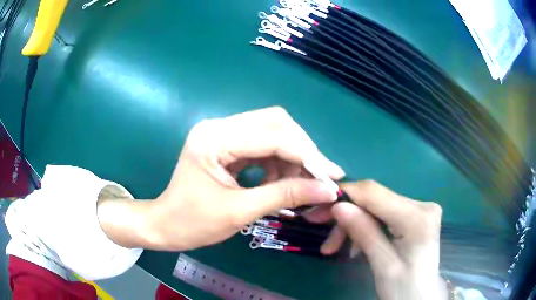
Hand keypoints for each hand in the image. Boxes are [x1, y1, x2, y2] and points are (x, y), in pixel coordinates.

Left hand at [98, 107, 343, 250]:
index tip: (333, 175)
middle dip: (303, 151)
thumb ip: (285, 196)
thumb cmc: (193, 223)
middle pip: (275, 123)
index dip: (307, 155)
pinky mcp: (226, 143)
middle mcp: (218, 126)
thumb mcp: (240, 212)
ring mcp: (222, 132)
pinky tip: (279, 181)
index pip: (272, 135)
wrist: (165, 225)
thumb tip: (328, 189)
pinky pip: (262, 144)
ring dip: (292, 156)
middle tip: (320, 178)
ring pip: (272, 131)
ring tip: (299, 184)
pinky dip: (278, 161)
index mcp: (214, 139)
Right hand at [317, 181, 446, 299]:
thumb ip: (364, 233)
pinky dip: (366, 228)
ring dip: (354, 225)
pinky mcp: (415, 216)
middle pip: (374, 200)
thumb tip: (338, 206)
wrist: (421, 298)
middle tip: (325, 238)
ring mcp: (420, 209)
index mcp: (417, 217)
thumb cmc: (404, 289)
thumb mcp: (383, 266)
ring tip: (336, 248)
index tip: (318, 208)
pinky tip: (356, 246)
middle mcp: (422, 204)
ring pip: (376, 207)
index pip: (374, 193)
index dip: (344, 195)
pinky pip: (383, 215)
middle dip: (347, 217)